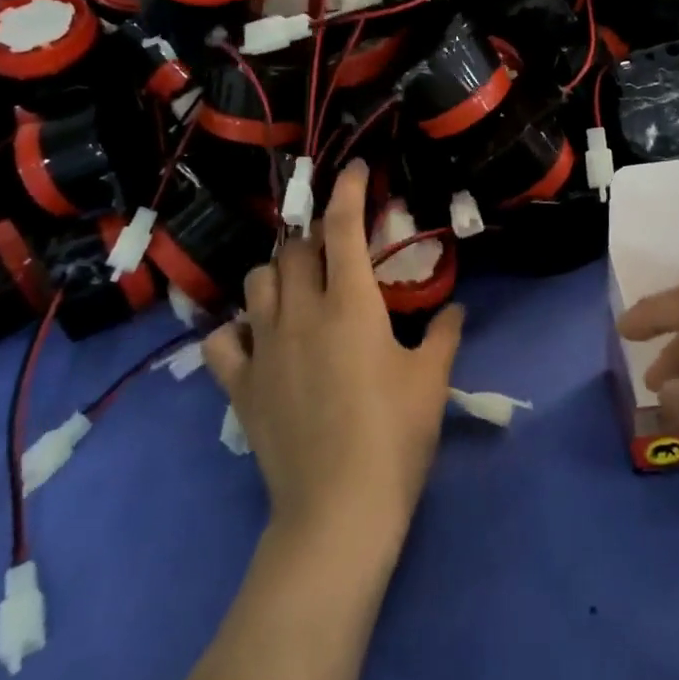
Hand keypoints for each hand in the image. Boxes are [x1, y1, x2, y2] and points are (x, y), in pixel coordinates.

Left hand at [204, 161, 462, 555]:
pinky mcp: (241, 385)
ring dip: (277, 273)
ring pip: (256, 282)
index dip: (347, 190)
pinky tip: (255, 335)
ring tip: (298, 285)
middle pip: (293, 249)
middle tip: (335, 249)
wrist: (339, 509)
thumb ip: (445, 334)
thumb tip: (455, 307)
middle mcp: (300, 313)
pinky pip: (223, 339)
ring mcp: (264, 348)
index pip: (342, 227)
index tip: (353, 169)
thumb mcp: (431, 380)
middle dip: (313, 237)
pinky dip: (236, 327)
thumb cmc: (395, 436)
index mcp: (350, 304)